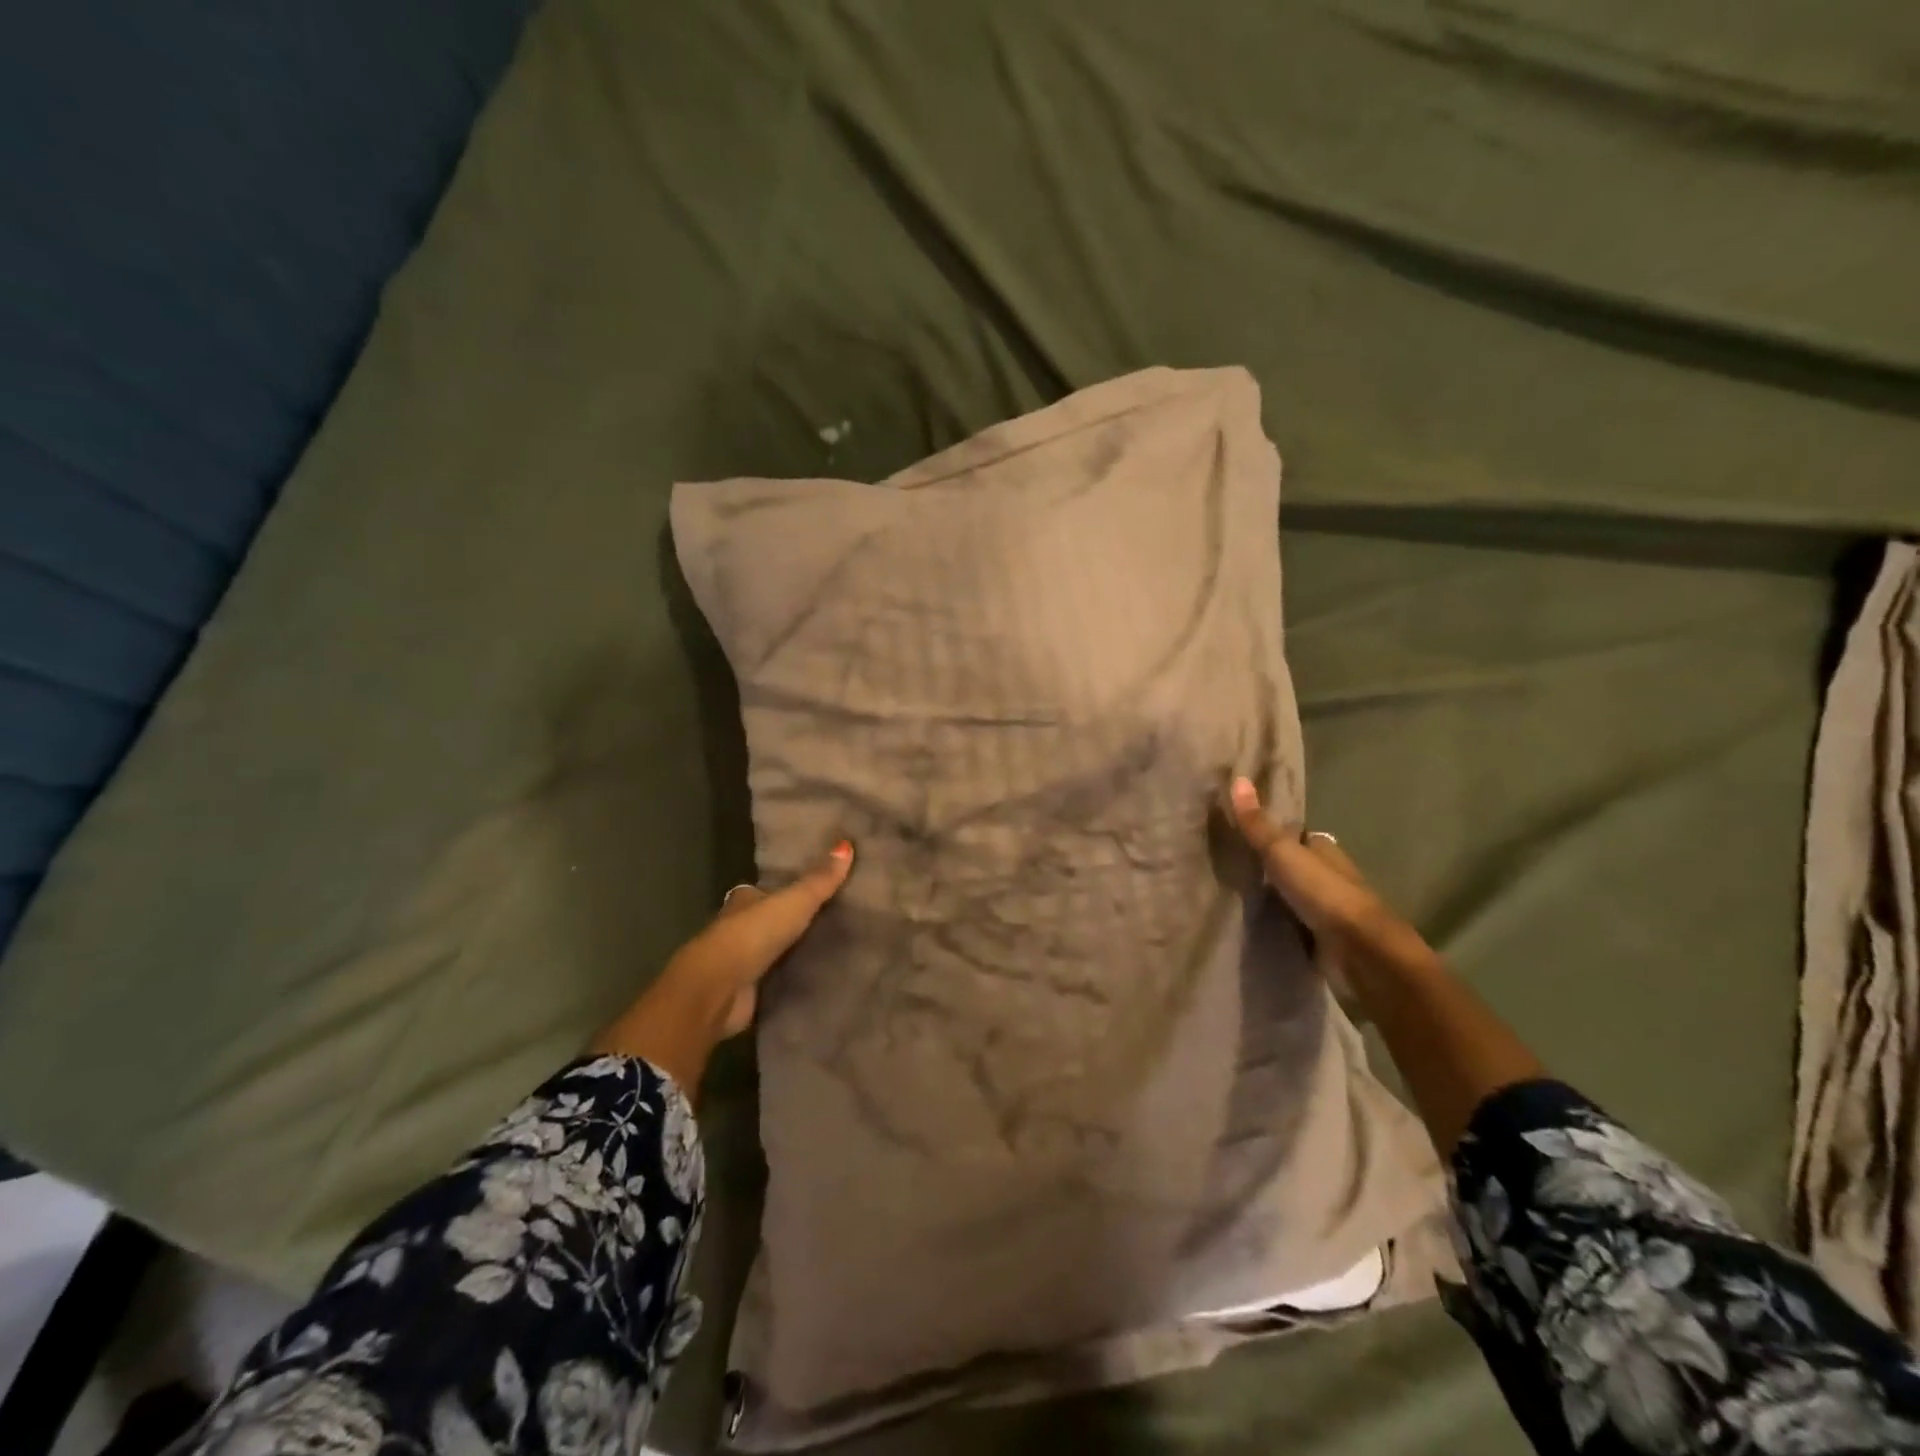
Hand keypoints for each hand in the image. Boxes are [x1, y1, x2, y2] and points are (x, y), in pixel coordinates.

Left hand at [590, 841, 853, 1091]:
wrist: (718, 990)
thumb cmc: (752, 935)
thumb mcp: (794, 901)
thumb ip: (819, 880)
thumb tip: (847, 844)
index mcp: (744, 901)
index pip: (764, 891)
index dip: (783, 890)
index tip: (811, 890)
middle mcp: (737, 928)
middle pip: (767, 921)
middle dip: (788, 922)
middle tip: (828, 920)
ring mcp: (738, 963)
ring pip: (769, 952)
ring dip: (789, 952)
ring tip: (828, 949)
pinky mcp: (744, 992)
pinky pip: (772, 981)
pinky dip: (786, 980)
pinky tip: (812, 978)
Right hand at [1227, 777, 1391, 938]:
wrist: (1359, 950)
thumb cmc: (1323, 892)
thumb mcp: (1282, 852)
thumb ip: (1257, 824)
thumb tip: (1237, 778)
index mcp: (1324, 849)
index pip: (1298, 835)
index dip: (1275, 833)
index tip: (1244, 833)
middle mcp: (1329, 875)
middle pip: (1297, 865)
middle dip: (1272, 866)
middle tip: (1233, 866)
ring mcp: (1328, 909)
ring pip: (1295, 896)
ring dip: (1275, 897)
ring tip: (1236, 895)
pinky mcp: (1323, 938)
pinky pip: (1295, 924)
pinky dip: (1280, 923)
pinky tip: (1256, 924)